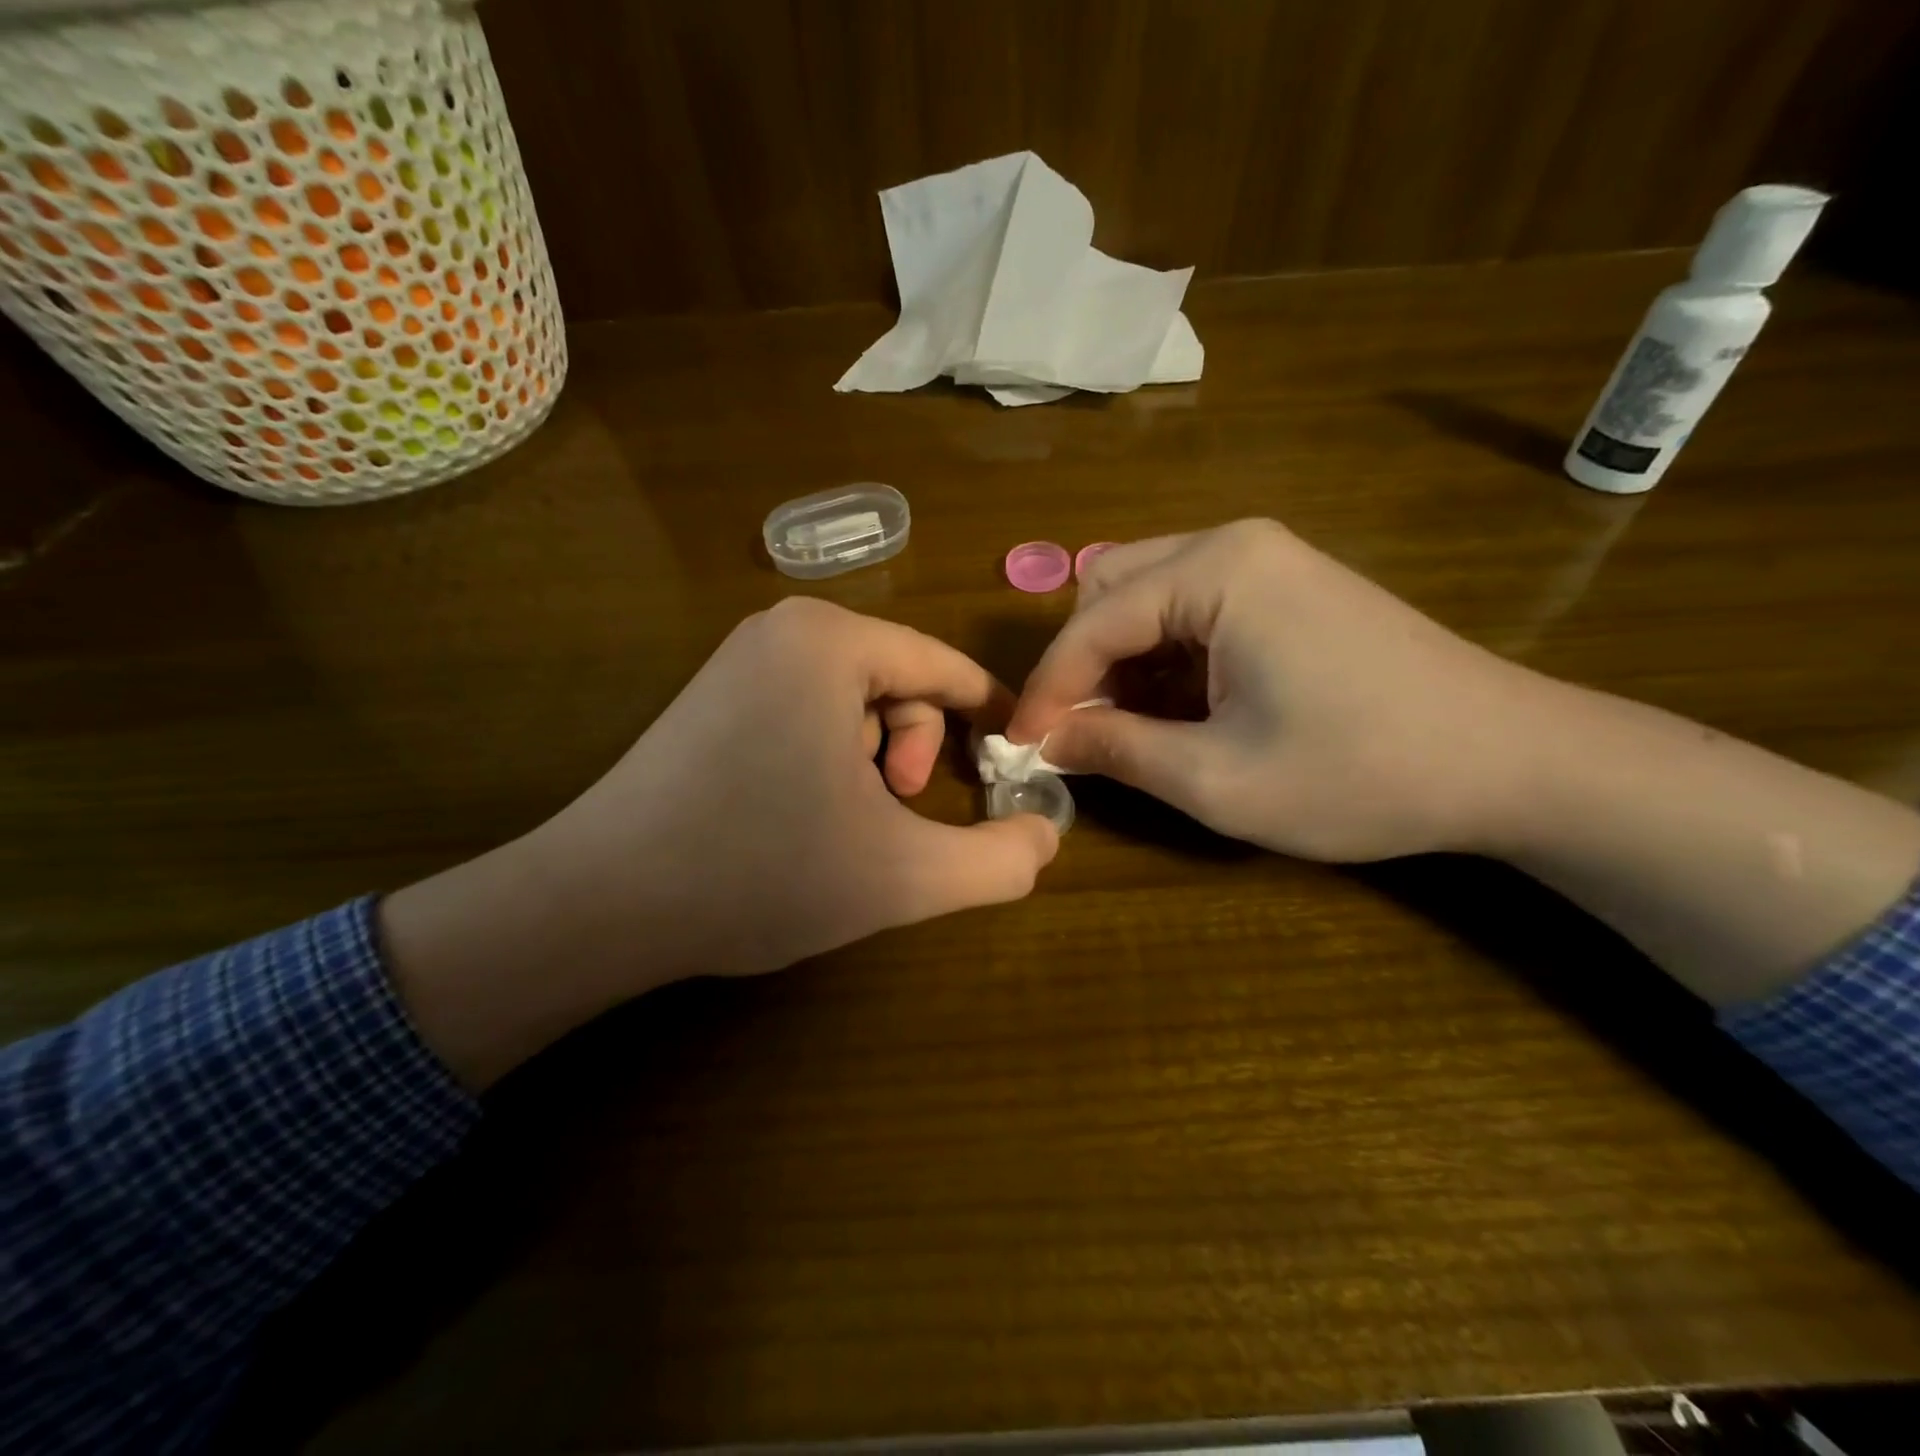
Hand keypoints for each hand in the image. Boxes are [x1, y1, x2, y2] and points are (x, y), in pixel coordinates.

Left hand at [383, 598, 1057, 1086]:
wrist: (599, 903)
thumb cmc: (760, 872)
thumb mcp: (902, 875)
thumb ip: (996, 861)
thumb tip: (1047, 838)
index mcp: (831, 642)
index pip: (945, 667)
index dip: (991, 716)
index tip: (1015, 761)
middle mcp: (783, 629)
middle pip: (900, 680)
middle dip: (917, 748)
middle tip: (899, 808)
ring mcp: (739, 659)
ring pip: (854, 700)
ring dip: (875, 759)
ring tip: (849, 818)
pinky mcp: (710, 694)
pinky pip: (806, 710)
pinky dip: (830, 757)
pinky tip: (802, 811)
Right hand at [1008, 518, 1549, 861]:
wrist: (1512, 761)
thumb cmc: (1361, 771)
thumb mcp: (1218, 778)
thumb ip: (1116, 750)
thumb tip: (1046, 740)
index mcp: (1216, 571)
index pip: (1093, 623)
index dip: (1048, 689)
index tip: (1020, 746)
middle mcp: (1235, 544)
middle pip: (1111, 589)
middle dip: (1083, 662)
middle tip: (1079, 732)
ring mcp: (1269, 560)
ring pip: (1149, 596)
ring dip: (1122, 660)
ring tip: (1127, 728)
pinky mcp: (1290, 587)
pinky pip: (1194, 609)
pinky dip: (1165, 657)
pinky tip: (1178, 709)